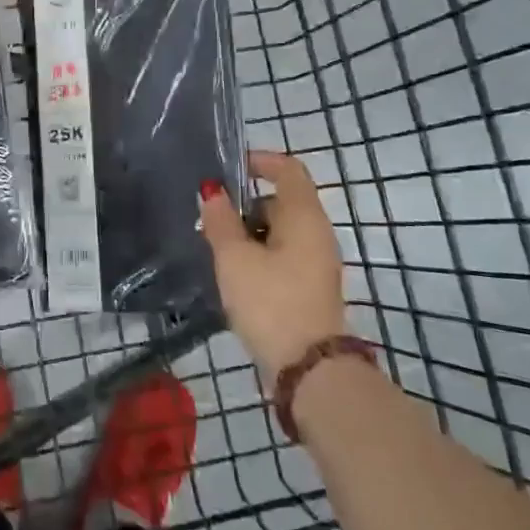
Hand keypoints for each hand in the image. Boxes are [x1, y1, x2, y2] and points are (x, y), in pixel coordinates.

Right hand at [200, 150, 346, 387]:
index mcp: (304, 216)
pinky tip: (235, 273)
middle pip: (282, 200)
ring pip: (281, 230)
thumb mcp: (234, 258)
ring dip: (249, 231)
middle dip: (246, 203)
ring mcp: (318, 262)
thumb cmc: (270, 302)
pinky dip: (260, 253)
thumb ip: (220, 221)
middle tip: (211, 217)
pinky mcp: (311, 286)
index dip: (260, 161)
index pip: (289, 169)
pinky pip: (284, 254)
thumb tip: (212, 191)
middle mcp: (318, 233)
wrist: (309, 369)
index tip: (229, 168)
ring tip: (216, 248)